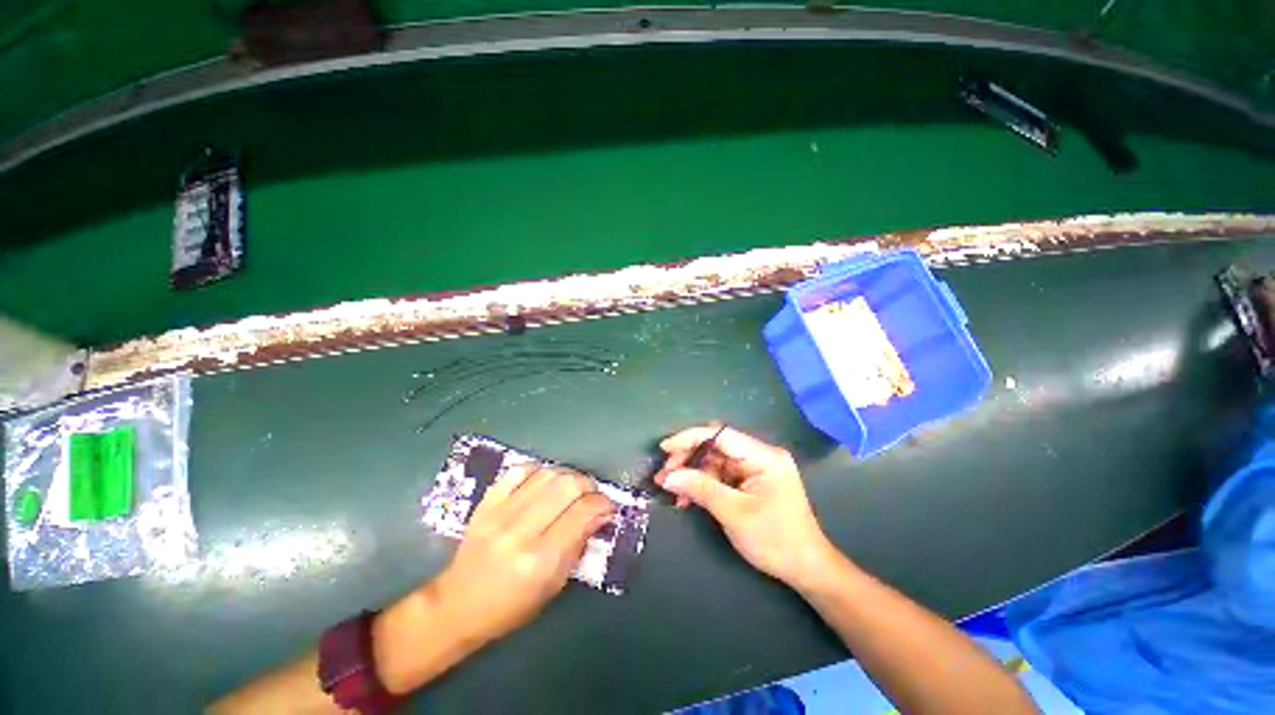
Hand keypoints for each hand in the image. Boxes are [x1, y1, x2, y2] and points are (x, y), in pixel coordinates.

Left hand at [431, 465, 614, 647]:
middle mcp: (521, 530)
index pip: (582, 512)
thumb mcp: (554, 585)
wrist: (456, 605)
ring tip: (572, 488)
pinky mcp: (486, 502)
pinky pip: (519, 470)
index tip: (608, 508)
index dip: (603, 504)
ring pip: (547, 474)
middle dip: (589, 486)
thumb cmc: (511, 606)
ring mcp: (500, 513)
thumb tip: (601, 514)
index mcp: (540, 559)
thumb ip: (579, 544)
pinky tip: (545, 481)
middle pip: (567, 486)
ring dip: (568, 476)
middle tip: (592, 496)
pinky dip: (539, 470)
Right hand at [655, 425, 833, 588]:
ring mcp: (754, 469)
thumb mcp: (735, 513)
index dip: (689, 438)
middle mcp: (758, 455)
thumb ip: (701, 489)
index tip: (665, 448)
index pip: (720, 434)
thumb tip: (669, 477)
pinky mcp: (749, 482)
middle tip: (664, 476)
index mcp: (762, 456)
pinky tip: (686, 498)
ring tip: (670, 489)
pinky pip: (719, 476)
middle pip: (715, 447)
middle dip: (687, 458)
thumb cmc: (776, 540)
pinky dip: (702, 485)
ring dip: (691, 474)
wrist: (806, 569)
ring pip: (713, 462)